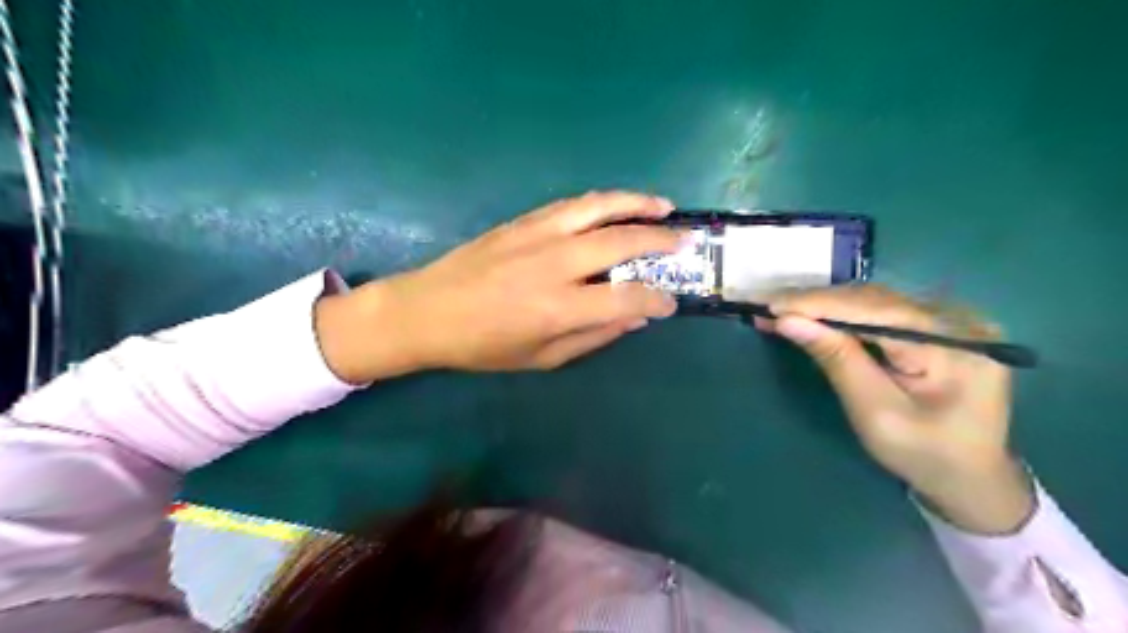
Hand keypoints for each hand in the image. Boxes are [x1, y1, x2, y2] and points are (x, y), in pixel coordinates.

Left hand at [319, 190, 677, 379]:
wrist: (426, 310)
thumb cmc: (483, 345)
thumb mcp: (541, 357)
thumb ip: (593, 336)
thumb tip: (634, 317)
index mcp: (559, 307)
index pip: (627, 298)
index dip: (657, 300)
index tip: (671, 303)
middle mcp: (555, 264)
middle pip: (622, 241)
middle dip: (661, 241)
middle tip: (685, 242)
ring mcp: (538, 235)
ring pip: (600, 208)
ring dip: (637, 204)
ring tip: (664, 206)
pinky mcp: (523, 221)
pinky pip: (573, 204)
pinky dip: (603, 201)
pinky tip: (617, 205)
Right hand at [761, 286, 1033, 534]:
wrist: (971, 478)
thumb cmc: (924, 455)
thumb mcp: (875, 413)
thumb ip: (836, 360)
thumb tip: (788, 321)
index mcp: (954, 344)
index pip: (875, 309)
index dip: (818, 304)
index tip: (770, 304)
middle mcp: (957, 318)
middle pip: (873, 299)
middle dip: (815, 302)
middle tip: (766, 305)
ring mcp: (948, 319)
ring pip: (872, 301)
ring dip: (823, 305)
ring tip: (780, 308)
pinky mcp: (935, 325)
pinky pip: (879, 311)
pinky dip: (841, 313)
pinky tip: (811, 315)